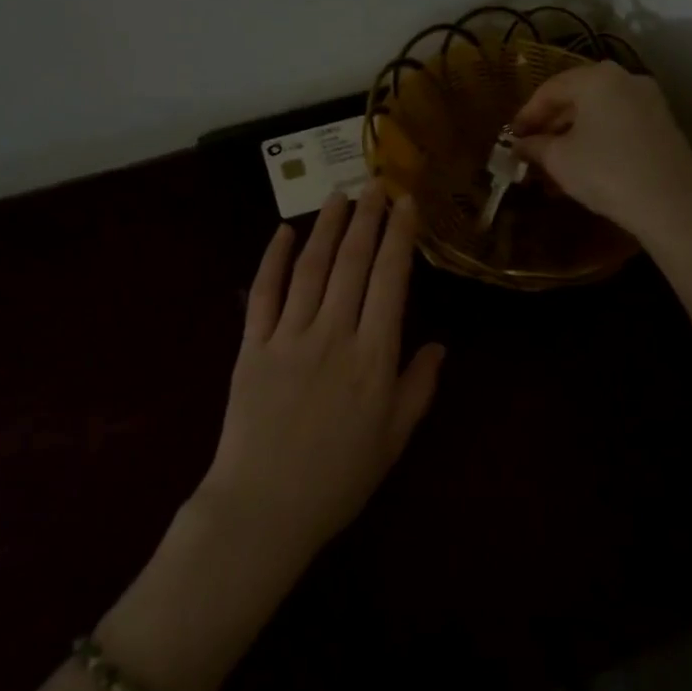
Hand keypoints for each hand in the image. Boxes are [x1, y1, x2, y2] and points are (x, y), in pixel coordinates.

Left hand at [199, 185, 443, 563]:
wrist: (263, 507)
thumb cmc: (338, 479)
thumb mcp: (394, 440)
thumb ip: (418, 388)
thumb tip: (439, 345)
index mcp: (373, 356)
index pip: (390, 280)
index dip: (399, 237)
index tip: (406, 202)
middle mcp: (333, 334)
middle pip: (353, 263)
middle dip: (367, 218)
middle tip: (375, 183)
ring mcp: (288, 336)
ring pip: (310, 267)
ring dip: (327, 227)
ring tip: (339, 196)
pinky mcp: (252, 346)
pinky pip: (263, 293)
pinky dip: (272, 259)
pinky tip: (282, 232)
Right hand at [511, 61, 691, 247]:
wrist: (671, 204)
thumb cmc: (605, 171)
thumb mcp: (559, 159)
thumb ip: (534, 146)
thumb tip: (519, 145)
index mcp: (597, 78)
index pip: (550, 89)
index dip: (526, 114)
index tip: (512, 138)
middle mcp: (626, 79)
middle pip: (576, 97)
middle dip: (550, 125)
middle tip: (531, 150)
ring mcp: (649, 101)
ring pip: (598, 113)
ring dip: (572, 135)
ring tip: (553, 165)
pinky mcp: (663, 125)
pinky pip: (618, 124)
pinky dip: (597, 140)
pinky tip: (583, 167)